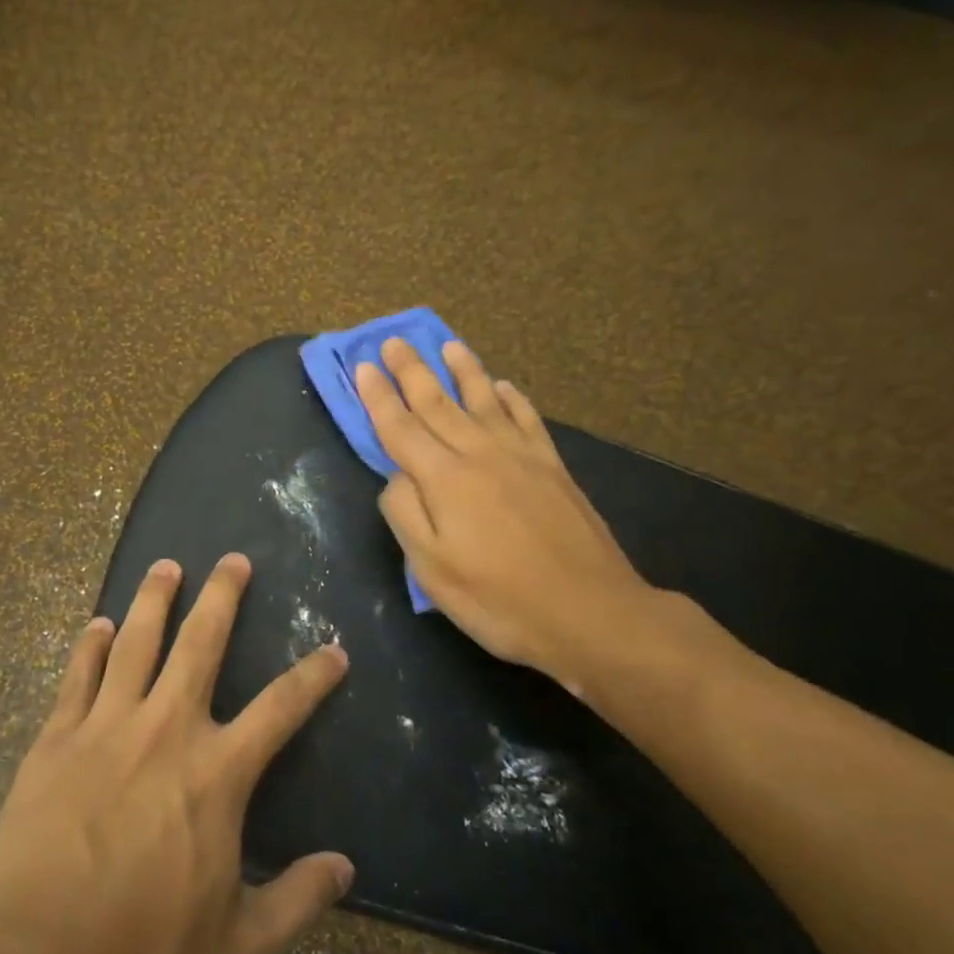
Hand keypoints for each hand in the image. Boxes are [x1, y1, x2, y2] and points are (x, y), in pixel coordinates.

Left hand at [0, 554, 353, 953]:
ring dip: (153, 598)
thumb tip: (345, 868)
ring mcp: (105, 727)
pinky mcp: (55, 739)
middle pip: (201, 642)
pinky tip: (98, 624)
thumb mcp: (239, 946)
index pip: (282, 707)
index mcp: (217, 774)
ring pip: (135, 640)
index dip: (314, 676)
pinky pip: (78, 675)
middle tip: (233, 560)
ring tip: (165, 565)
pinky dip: (91, 645)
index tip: (334, 649)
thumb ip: (298, 901)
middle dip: (222, 595)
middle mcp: (166, 730)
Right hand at [355, 339, 707, 696]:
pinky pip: (527, 419)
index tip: (363, 366)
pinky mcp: (553, 467)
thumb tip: (397, 475)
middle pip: (438, 403)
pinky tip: (505, 387)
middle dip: (411, 371)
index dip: (378, 396)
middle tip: (392, 341)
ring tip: (448, 345)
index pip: (400, 427)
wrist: (590, 612)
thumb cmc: (500, 599)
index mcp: (443, 479)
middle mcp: (479, 454)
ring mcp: (521, 456)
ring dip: (463, 370)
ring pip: (484, 400)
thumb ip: (406, 514)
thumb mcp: (432, 570)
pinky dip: (512, 398)